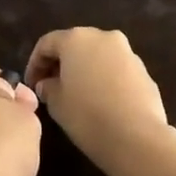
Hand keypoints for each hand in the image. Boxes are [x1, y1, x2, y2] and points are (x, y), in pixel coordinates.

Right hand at [25, 28, 172, 171]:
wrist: (136, 137)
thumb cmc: (87, 115)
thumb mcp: (56, 103)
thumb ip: (47, 87)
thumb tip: (47, 84)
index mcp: (76, 39)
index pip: (47, 44)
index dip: (34, 64)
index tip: (31, 85)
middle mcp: (103, 37)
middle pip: (75, 45)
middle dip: (60, 64)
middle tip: (50, 88)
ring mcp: (128, 53)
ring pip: (98, 56)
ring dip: (84, 71)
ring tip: (75, 96)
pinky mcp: (144, 71)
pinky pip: (115, 70)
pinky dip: (103, 80)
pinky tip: (99, 103)